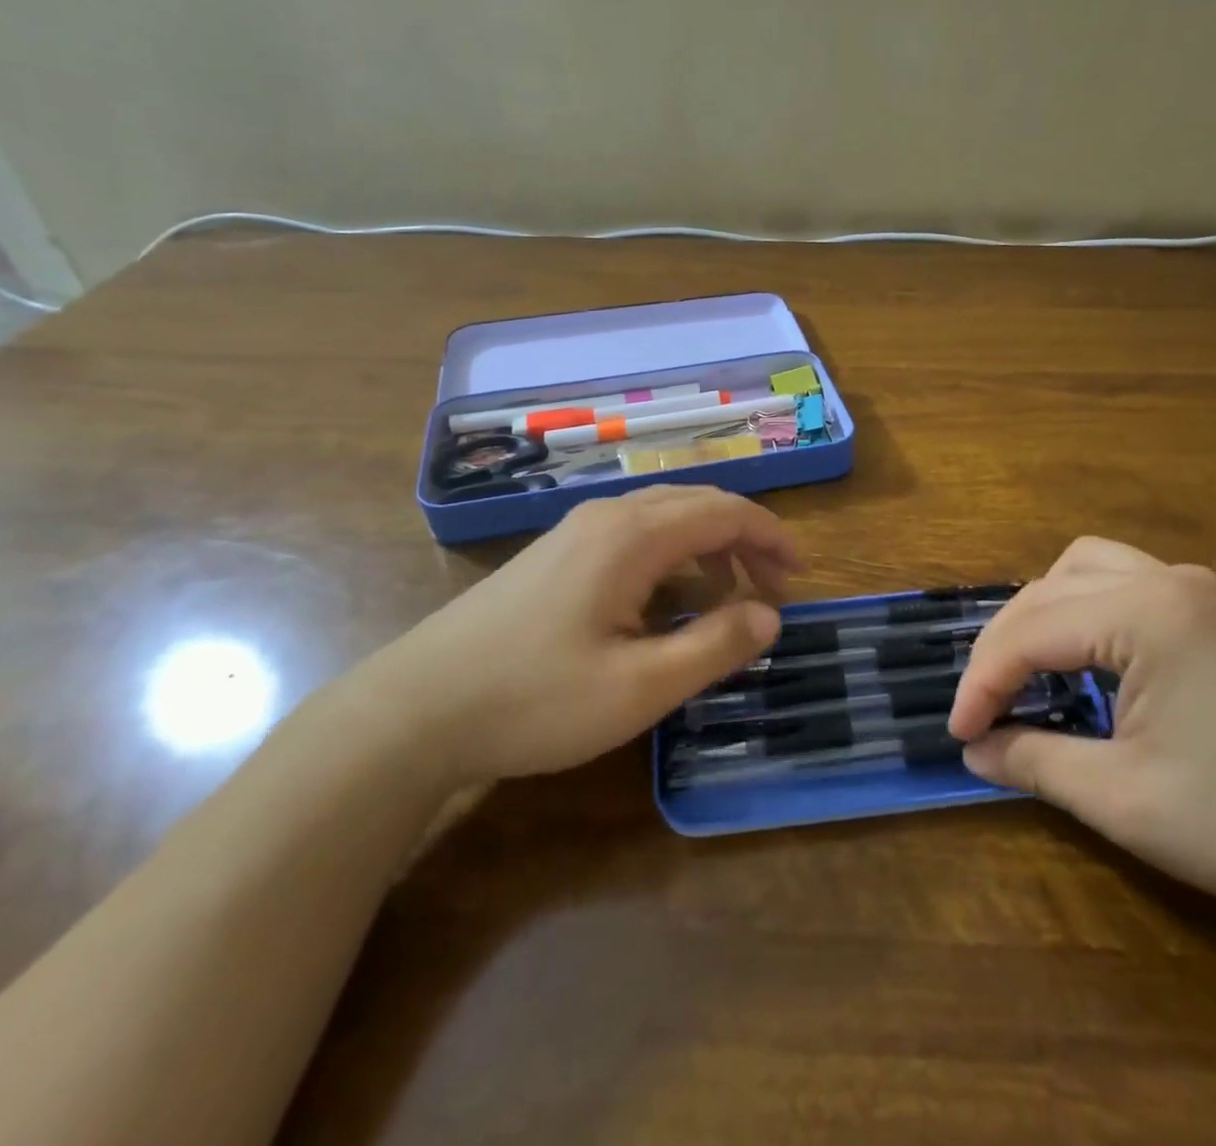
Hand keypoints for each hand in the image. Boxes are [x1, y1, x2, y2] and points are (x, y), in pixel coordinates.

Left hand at [348, 486, 796, 789]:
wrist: (415, 710)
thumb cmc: (534, 700)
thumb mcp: (640, 688)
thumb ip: (714, 646)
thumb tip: (770, 616)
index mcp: (632, 536)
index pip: (723, 511)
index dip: (770, 536)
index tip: (799, 575)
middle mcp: (605, 517)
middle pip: (695, 505)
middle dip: (743, 541)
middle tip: (772, 591)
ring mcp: (574, 533)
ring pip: (663, 520)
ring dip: (706, 550)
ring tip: (726, 602)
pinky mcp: (554, 556)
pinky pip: (633, 539)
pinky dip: (670, 561)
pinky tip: (665, 606)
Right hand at [949, 538, 1215, 952]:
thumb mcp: (1127, 801)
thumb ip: (1036, 763)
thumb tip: (975, 749)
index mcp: (1145, 614)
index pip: (1030, 632)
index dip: (982, 682)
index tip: (958, 731)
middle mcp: (1166, 580)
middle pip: (1048, 589)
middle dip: (1004, 645)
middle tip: (984, 707)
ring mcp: (1197, 588)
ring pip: (1084, 570)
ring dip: (1040, 613)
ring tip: (1026, 669)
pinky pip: (1122, 583)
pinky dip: (1082, 609)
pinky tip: (1083, 657)